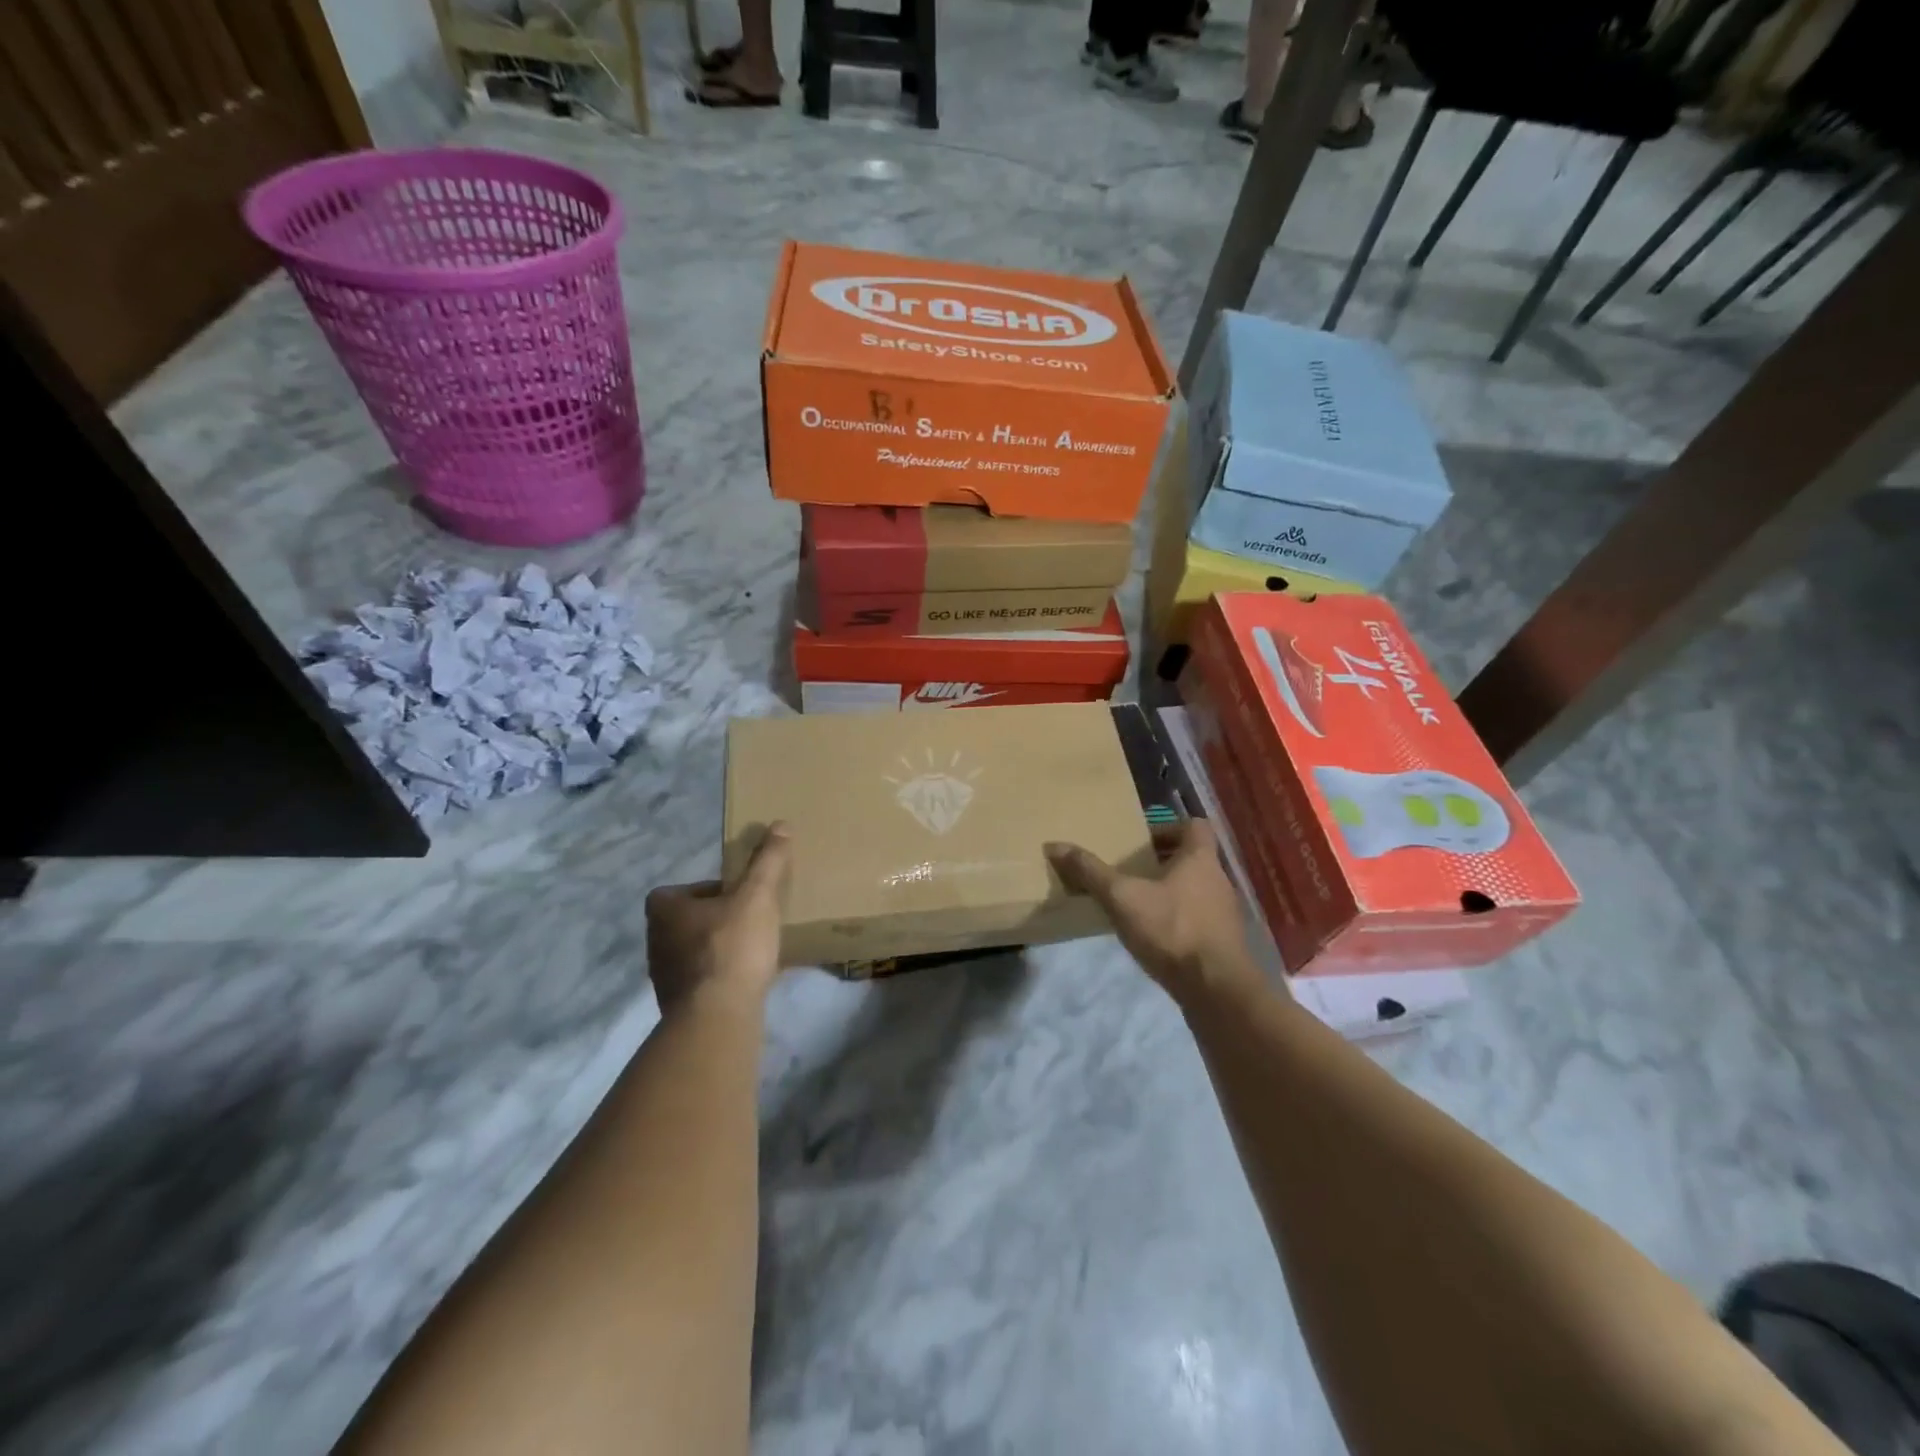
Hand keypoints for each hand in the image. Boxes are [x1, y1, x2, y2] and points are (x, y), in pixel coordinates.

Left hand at [645, 824, 790, 1014]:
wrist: (718, 1016)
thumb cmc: (732, 946)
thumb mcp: (757, 896)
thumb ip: (768, 861)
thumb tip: (780, 824)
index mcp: (664, 910)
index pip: (679, 890)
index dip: (708, 890)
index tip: (737, 896)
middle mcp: (654, 941)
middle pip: (687, 921)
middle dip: (715, 920)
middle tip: (748, 920)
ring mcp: (662, 977)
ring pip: (692, 952)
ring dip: (717, 949)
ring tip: (752, 950)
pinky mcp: (676, 1006)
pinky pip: (700, 981)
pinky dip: (719, 977)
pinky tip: (746, 980)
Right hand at [1045, 820, 1261, 1006]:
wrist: (1217, 990)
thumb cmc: (1172, 930)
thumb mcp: (1122, 898)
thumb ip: (1090, 872)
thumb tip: (1054, 845)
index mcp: (1200, 859)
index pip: (1195, 826)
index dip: (1169, 827)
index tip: (1141, 841)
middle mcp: (1218, 880)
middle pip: (1193, 858)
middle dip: (1162, 861)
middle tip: (1130, 871)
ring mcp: (1225, 913)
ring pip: (1195, 889)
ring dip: (1169, 892)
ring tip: (1136, 904)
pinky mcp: (1223, 942)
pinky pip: (1198, 918)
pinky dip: (1177, 919)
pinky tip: (1153, 936)